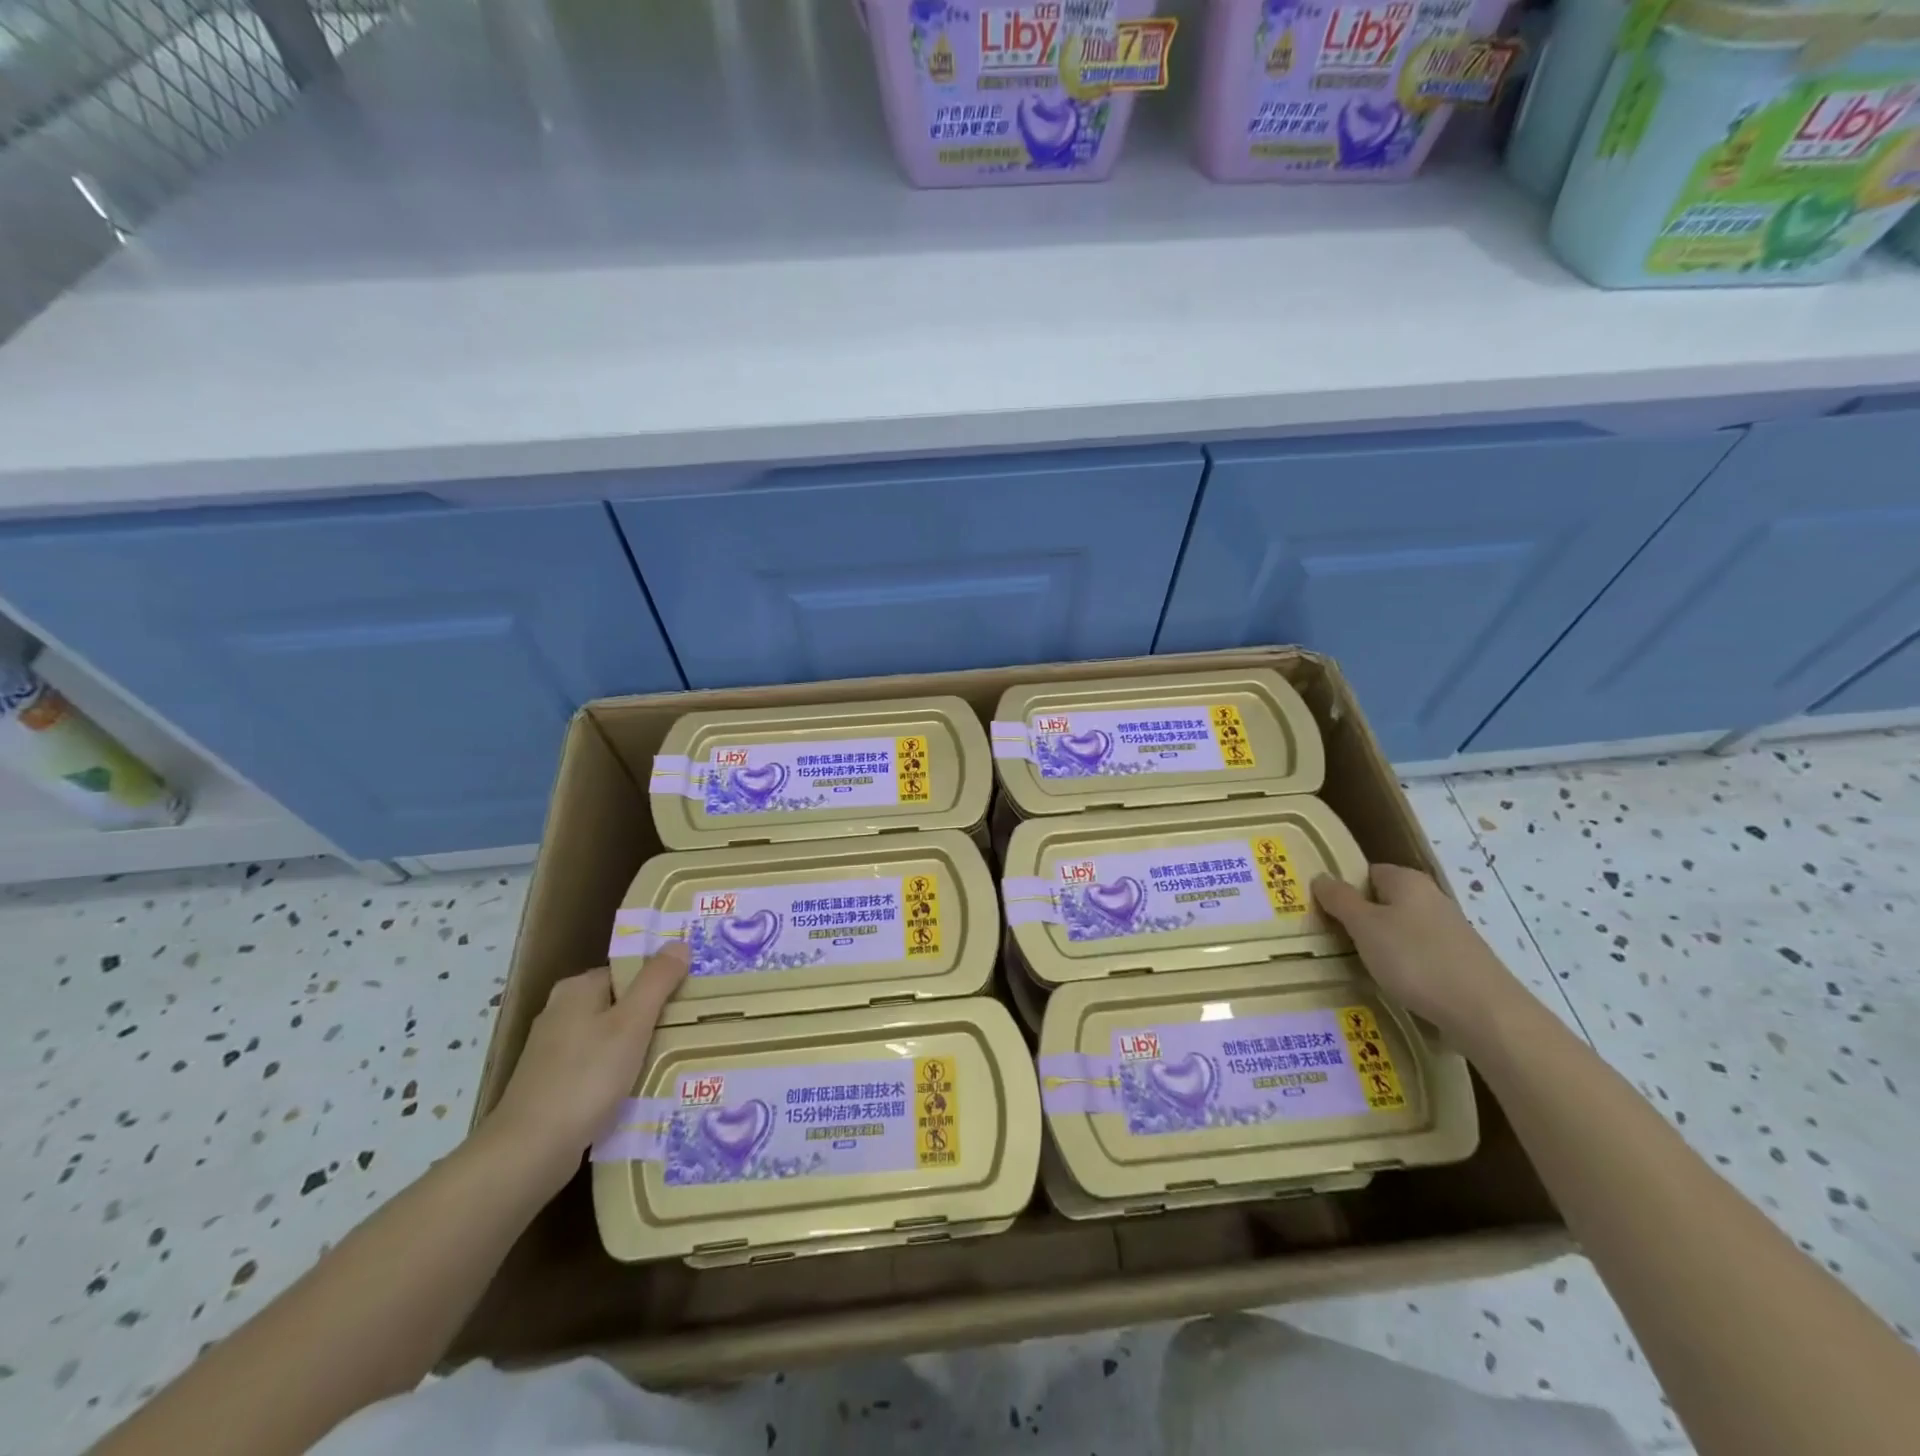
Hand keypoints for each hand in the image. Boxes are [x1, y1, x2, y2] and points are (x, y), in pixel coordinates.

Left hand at [481, 945, 688, 1191]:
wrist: (529, 1152)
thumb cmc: (585, 1078)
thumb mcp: (632, 1024)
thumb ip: (657, 981)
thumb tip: (679, 943)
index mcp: (577, 989)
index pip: (629, 971)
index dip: (661, 982)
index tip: (691, 999)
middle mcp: (561, 1011)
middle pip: (621, 1003)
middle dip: (653, 1017)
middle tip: (690, 1029)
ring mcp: (554, 1050)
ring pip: (611, 1037)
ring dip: (639, 1047)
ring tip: (675, 1058)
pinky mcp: (553, 1083)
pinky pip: (599, 1066)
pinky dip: (619, 1073)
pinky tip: (641, 1087)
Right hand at [1312, 865, 1528, 1051]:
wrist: (1485, 1013)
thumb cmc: (1415, 959)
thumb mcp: (1364, 926)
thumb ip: (1340, 900)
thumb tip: (1321, 877)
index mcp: (1408, 881)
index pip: (1367, 872)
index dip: (1344, 890)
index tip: (1325, 913)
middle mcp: (1431, 899)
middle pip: (1384, 902)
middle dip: (1361, 920)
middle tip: (1335, 941)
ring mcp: (1450, 931)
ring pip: (1401, 931)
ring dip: (1381, 946)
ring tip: (1361, 967)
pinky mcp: (1460, 962)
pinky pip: (1419, 955)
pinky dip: (1404, 967)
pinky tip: (1396, 985)